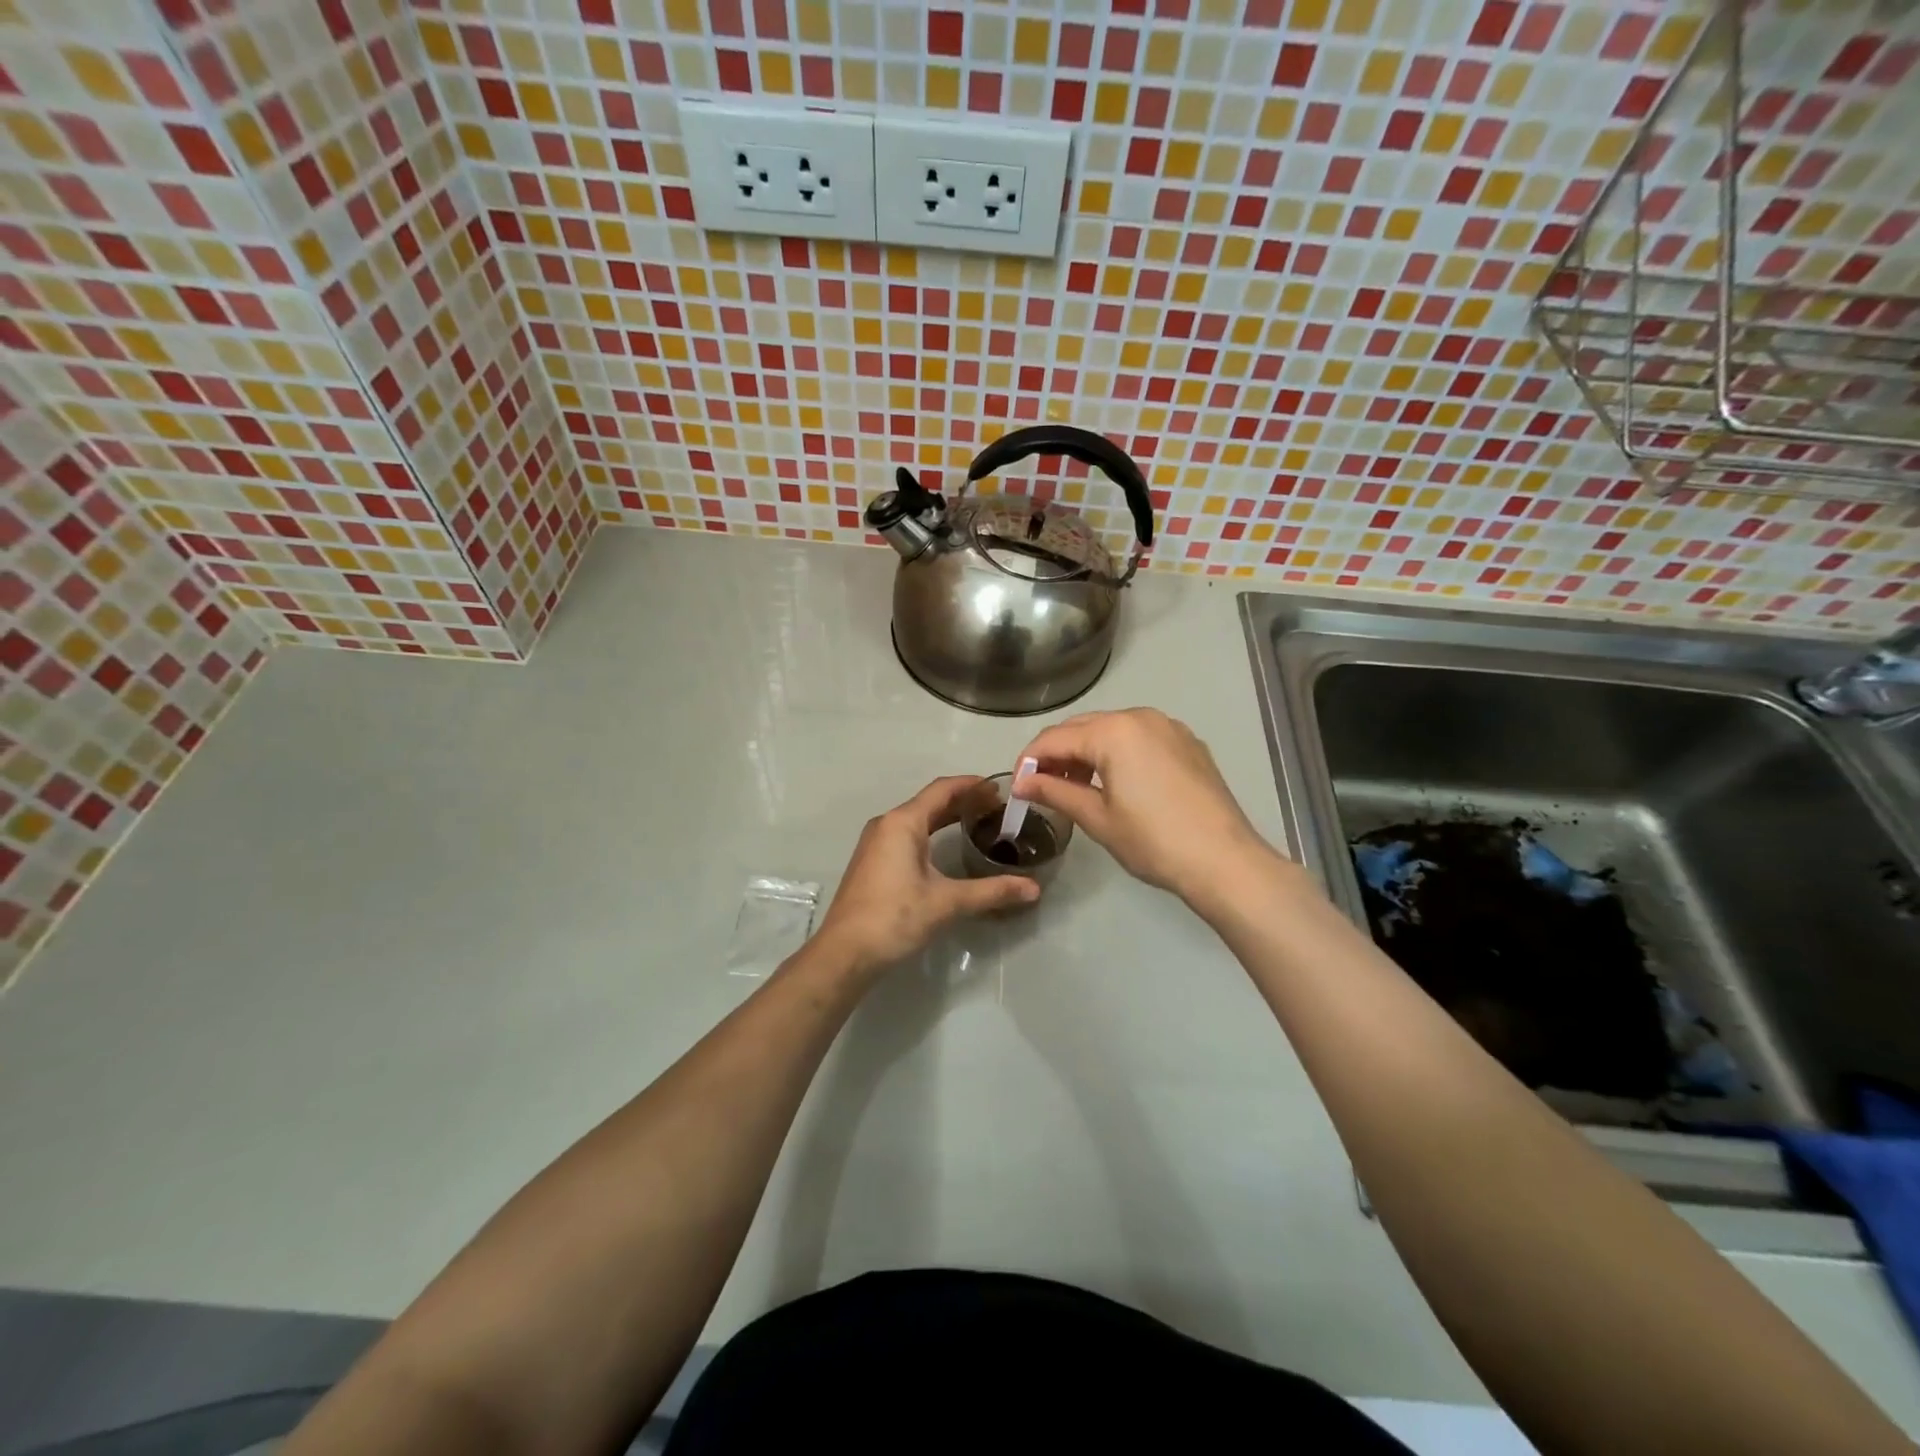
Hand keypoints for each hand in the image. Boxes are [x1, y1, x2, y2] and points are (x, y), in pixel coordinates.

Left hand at [814, 776, 1039, 974]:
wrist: (844, 952)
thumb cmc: (895, 917)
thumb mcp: (947, 902)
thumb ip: (991, 891)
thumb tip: (1034, 889)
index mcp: (902, 822)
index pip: (942, 789)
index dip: (972, 785)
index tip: (1000, 788)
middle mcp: (887, 824)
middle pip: (930, 802)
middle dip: (963, 801)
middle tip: (998, 808)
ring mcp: (876, 843)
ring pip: (917, 819)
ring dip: (947, 817)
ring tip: (979, 823)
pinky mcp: (873, 862)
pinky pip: (907, 835)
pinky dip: (931, 833)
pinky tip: (947, 848)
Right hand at [1015, 708, 1280, 902]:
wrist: (1225, 861)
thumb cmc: (1154, 841)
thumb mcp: (1097, 818)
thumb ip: (1055, 793)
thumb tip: (1022, 783)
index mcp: (1114, 731)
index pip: (1055, 738)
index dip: (1029, 761)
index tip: (1016, 788)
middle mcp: (1140, 716)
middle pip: (1083, 727)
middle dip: (1057, 754)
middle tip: (1041, 788)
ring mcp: (1168, 727)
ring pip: (1112, 730)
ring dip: (1087, 752)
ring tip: (1075, 787)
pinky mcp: (1188, 742)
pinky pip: (1139, 738)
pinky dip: (1118, 753)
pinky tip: (1115, 782)